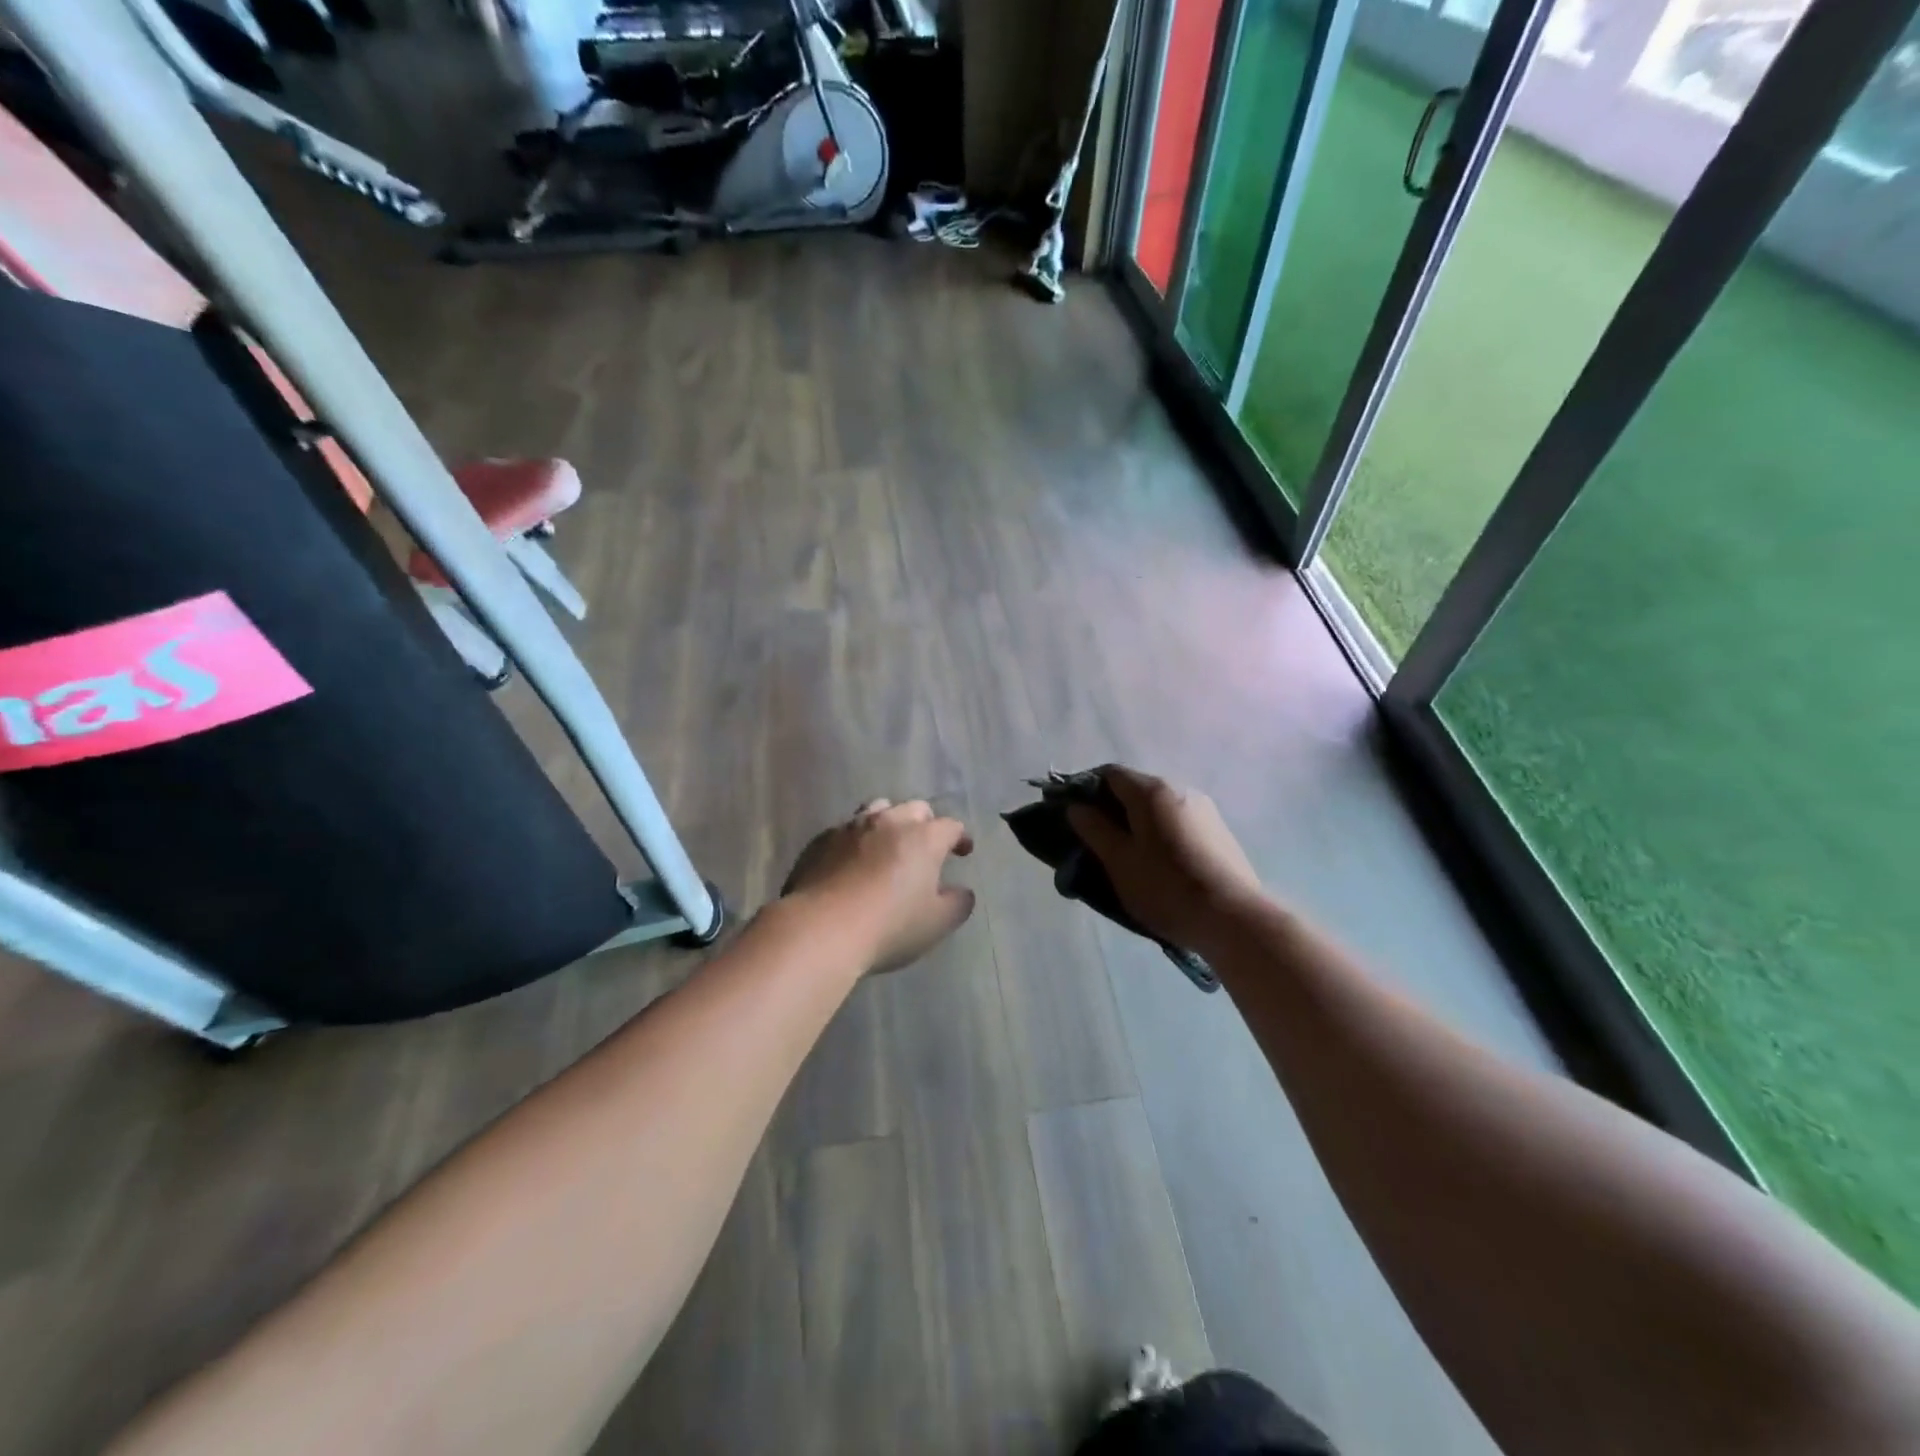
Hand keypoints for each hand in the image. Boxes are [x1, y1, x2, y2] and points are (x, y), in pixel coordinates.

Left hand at [782, 799, 975, 973]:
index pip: (950, 826)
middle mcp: (889, 822)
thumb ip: (957, 903)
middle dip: (926, 823)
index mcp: (923, 838)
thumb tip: (962, 892)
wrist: (821, 928)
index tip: (963, 851)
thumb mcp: (937, 923)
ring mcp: (851, 827)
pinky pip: (845, 829)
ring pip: (877, 809)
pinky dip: (857, 840)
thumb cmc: (889, 926)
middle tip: (926, 846)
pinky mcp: (821, 840)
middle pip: (914, 808)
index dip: (960, 837)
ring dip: (889, 822)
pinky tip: (852, 860)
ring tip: (888, 844)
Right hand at [1065, 766, 1263, 950]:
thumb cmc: (1166, 887)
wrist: (1234, 918)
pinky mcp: (1218, 831)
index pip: (1109, 774)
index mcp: (1152, 791)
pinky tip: (1159, 863)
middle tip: (1097, 842)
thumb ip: (1094, 829)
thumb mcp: (1119, 862)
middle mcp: (1179, 789)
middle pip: (1135, 788)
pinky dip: (1160, 832)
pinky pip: (1177, 821)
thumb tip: (1076, 807)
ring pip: (1157, 807)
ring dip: (1137, 823)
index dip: (1086, 790)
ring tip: (1128, 857)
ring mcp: (1203, 809)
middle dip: (1112, 809)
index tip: (1075, 818)